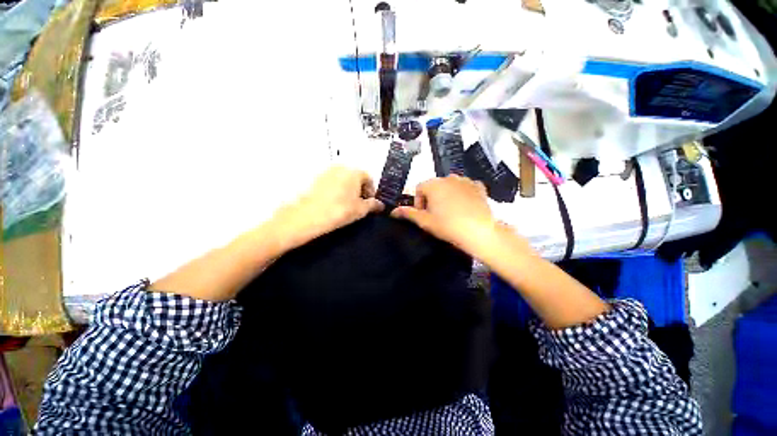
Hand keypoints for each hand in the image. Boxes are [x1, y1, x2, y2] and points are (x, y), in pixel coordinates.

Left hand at [270, 166, 383, 250]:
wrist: (308, 216)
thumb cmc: (339, 210)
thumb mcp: (361, 210)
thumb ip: (373, 205)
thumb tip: (380, 205)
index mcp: (354, 172)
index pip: (368, 178)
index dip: (371, 191)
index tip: (370, 202)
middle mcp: (341, 168)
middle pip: (356, 177)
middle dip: (360, 190)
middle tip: (359, 204)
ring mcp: (327, 172)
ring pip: (343, 180)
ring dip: (348, 190)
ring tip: (346, 205)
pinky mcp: (316, 179)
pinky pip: (332, 183)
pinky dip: (336, 190)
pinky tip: (334, 203)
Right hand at [391, 175, 498, 255]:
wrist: (479, 232)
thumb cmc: (448, 226)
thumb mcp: (425, 221)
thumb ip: (408, 213)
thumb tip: (393, 211)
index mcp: (433, 184)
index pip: (419, 189)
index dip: (418, 202)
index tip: (424, 215)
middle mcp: (449, 177)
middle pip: (434, 186)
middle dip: (432, 198)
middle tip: (436, 215)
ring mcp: (465, 180)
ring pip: (450, 186)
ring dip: (447, 195)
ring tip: (451, 212)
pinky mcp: (479, 186)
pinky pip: (466, 187)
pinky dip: (463, 193)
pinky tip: (465, 206)